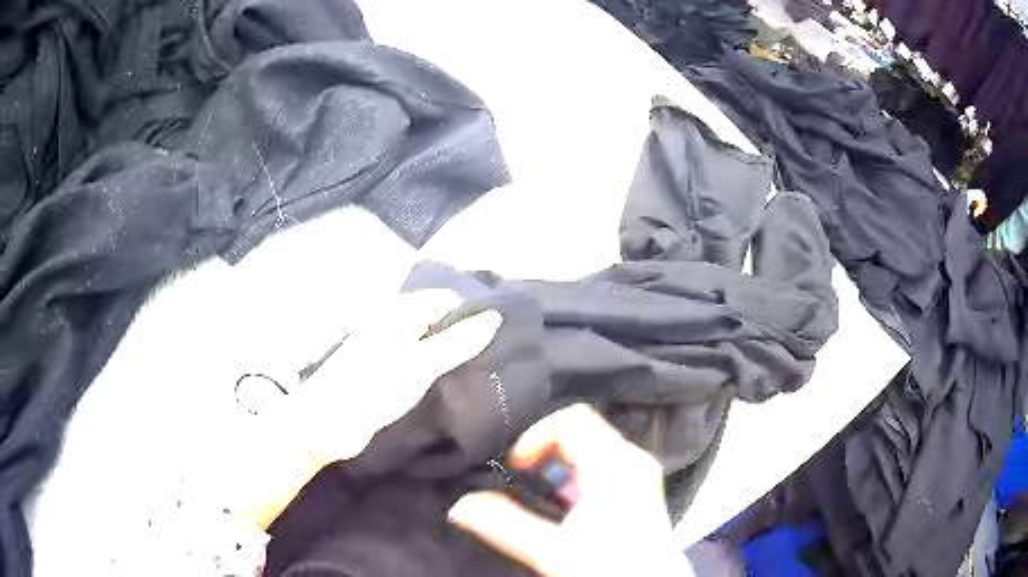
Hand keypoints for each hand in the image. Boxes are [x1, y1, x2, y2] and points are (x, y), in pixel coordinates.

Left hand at [283, 289, 501, 463]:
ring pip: (431, 343)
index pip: (446, 300)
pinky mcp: (387, 373)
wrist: (327, 423)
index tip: (500, 338)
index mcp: (399, 312)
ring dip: (452, 355)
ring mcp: (390, 349)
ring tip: (483, 372)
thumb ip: (458, 342)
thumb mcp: (420, 365)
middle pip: (439, 321)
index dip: (472, 315)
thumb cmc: (371, 388)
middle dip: (464, 336)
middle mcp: (394, 323)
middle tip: (495, 358)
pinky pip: (420, 364)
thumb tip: (494, 318)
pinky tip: (455, 385)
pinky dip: (438, 370)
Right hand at [448, 404, 693, 576]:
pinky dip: (572, 476)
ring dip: (557, 466)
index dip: (536, 436)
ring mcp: (636, 475)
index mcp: (617, 465)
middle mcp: (631, 462)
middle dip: (544, 451)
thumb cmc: (612, 569)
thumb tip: (462, 506)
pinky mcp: (635, 490)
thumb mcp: (553, 550)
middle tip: (522, 479)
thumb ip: (504, 526)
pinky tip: (563, 505)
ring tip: (540, 494)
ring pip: (588, 449)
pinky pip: (598, 465)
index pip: (572, 420)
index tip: (516, 466)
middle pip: (580, 431)